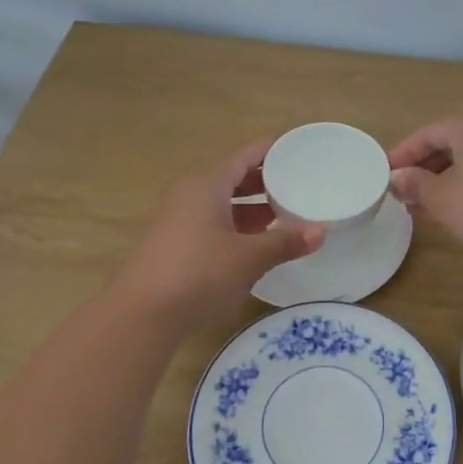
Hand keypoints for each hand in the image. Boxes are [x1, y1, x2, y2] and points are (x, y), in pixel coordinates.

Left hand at [115, 139, 323, 330]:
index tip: (298, 148)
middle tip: (298, 183)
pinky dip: (235, 225)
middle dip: (264, 180)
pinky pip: (211, 222)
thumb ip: (284, 242)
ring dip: (250, 206)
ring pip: (221, 202)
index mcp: (207, 185)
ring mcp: (178, 220)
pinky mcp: (174, 244)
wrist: (142, 315)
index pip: (245, 156)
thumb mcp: (249, 258)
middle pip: (232, 177)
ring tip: (283, 213)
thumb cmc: (199, 274)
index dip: (272, 150)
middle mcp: (190, 194)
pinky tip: (254, 243)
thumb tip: (320, 231)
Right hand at [387, 113, 462, 266]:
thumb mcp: (441, 198)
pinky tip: (457, 209)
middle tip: (404, 192)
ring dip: (446, 179)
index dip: (403, 154)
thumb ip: (415, 184)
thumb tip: (398, 178)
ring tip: (424, 206)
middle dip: (425, 169)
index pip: (428, 133)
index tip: (385, 174)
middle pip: (452, 143)